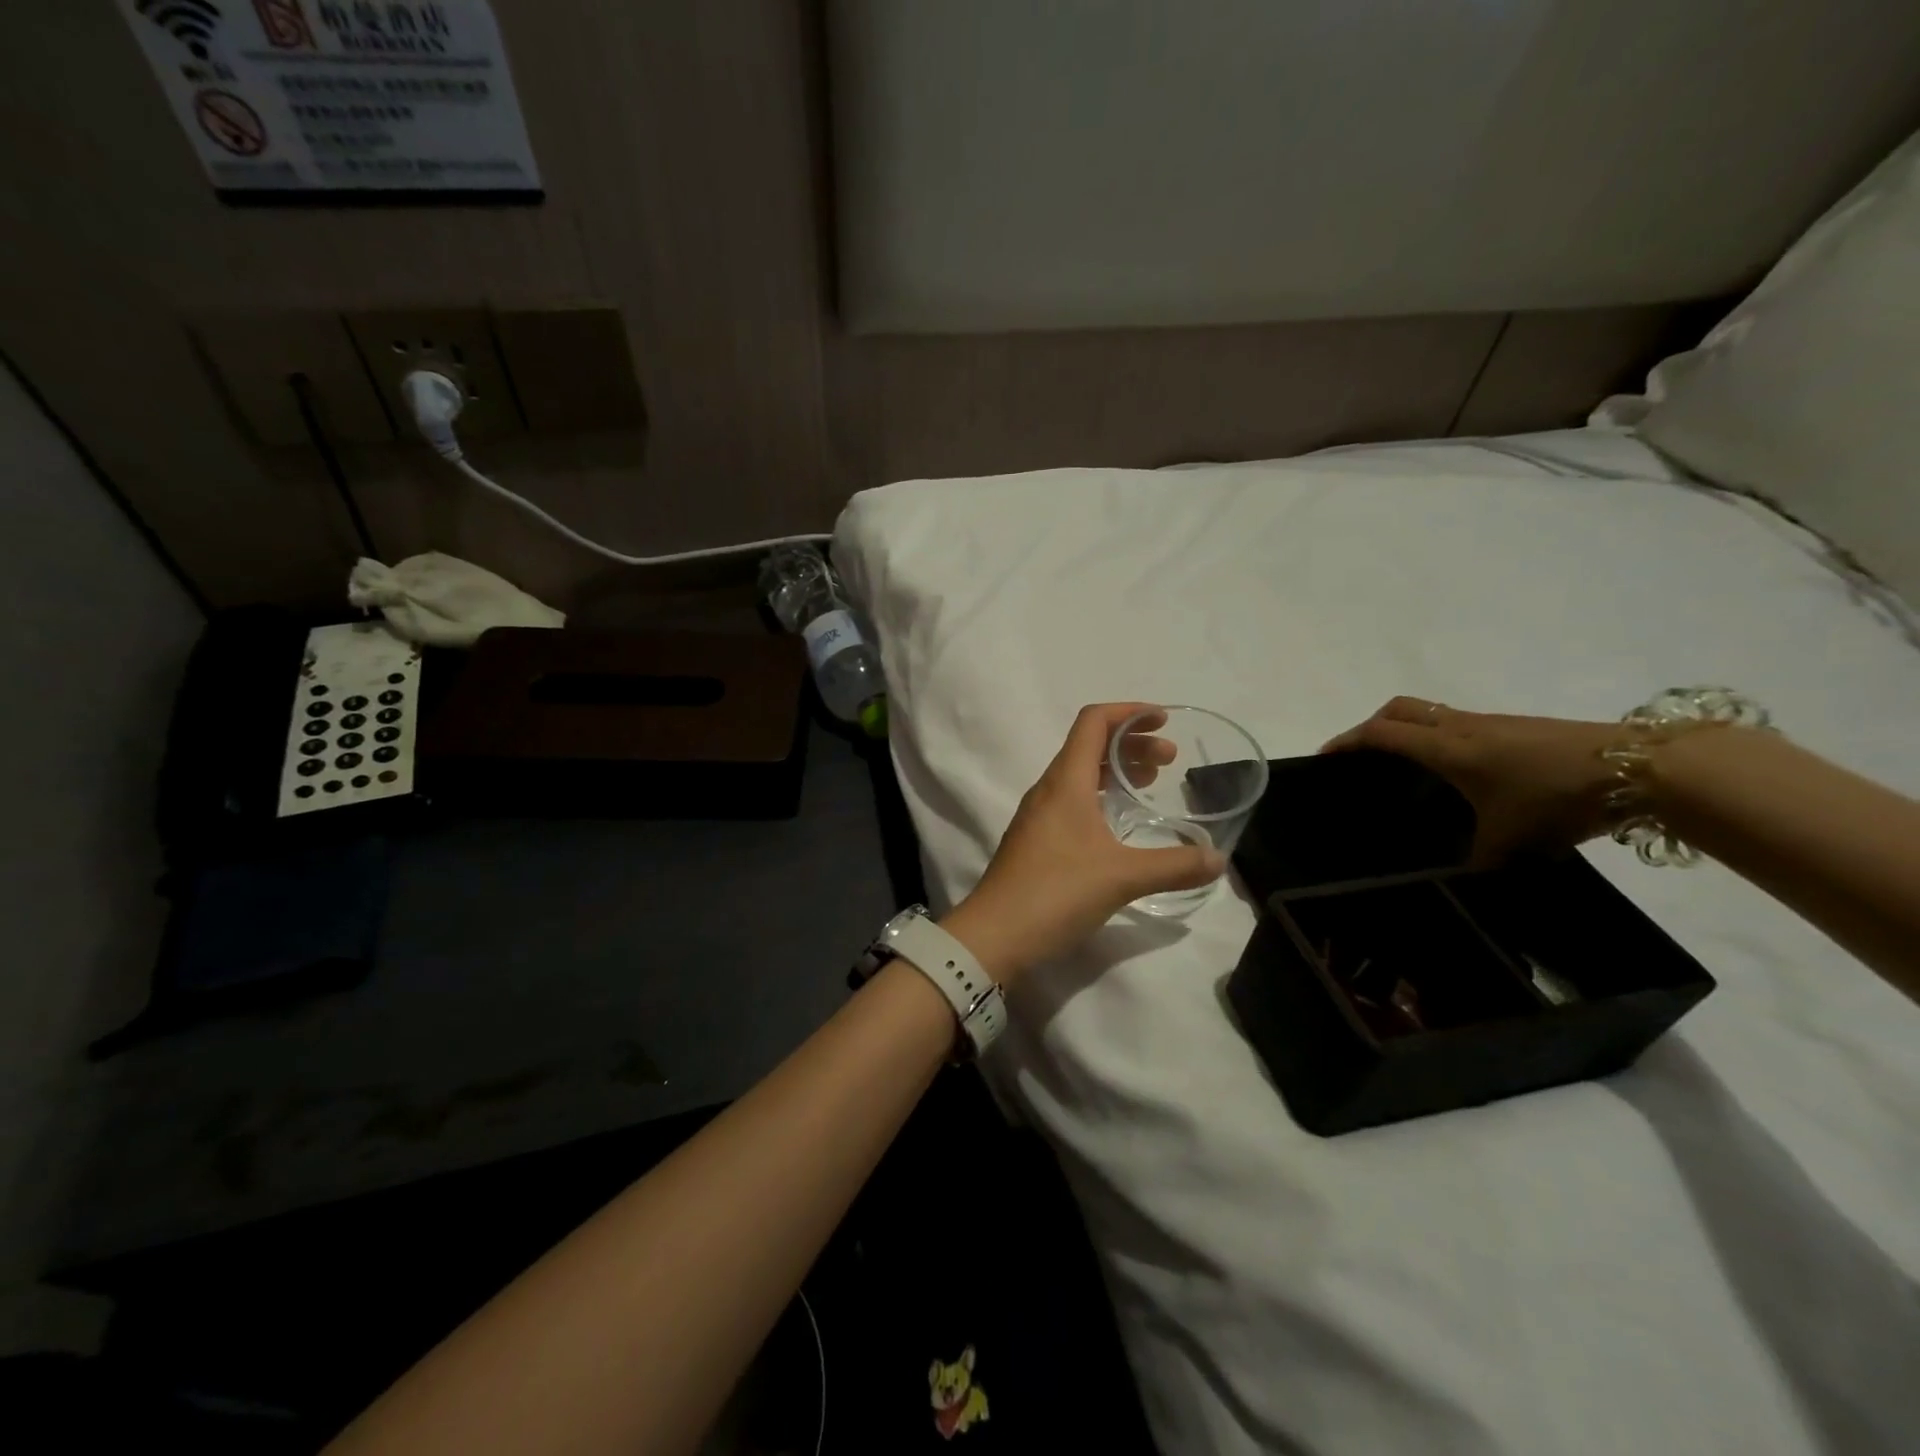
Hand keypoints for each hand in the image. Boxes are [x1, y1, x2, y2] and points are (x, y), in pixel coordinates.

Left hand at [943, 704, 1225, 982]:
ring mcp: (1038, 815)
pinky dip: (1101, 795)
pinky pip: (1072, 800)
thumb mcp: (1122, 877)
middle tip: (1169, 760)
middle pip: (1090, 746)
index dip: (1129, 712)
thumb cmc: (1056, 892)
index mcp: (1066, 781)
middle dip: (1131, 743)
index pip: (1094, 722)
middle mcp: (1049, 789)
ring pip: (1081, 774)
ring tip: (1151, 782)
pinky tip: (1120, 822)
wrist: (994, 934)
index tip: (1163, 720)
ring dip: (1116, 769)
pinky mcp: (1036, 840)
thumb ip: (1173, 865)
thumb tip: (1217, 859)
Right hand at [1322, 697, 1622, 866]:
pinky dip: (1438, 736)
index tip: (1324, 757)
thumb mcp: (1510, 841)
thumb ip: (1477, 860)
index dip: (1346, 741)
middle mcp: (1458, 726)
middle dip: (1370, 726)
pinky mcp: (1515, 726)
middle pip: (1398, 710)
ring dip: (1406, 729)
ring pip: (1429, 713)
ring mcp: (1489, 722)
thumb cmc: (1555, 798)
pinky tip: (1457, 770)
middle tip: (1360, 755)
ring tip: (1404, 764)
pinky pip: (1457, 722)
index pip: (1379, 734)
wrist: (1638, 768)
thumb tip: (1462, 879)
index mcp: (1444, 748)